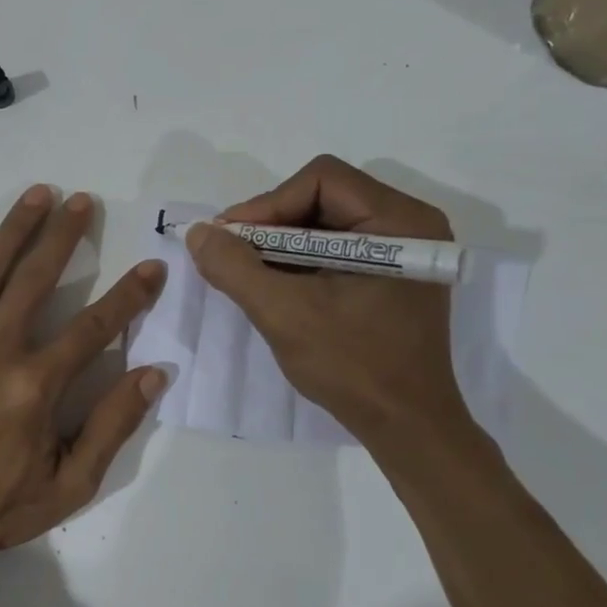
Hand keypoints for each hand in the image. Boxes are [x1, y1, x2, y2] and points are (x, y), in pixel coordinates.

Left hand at [0, 185, 167, 568]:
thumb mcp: (69, 484)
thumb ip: (112, 425)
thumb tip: (154, 373)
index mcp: (36, 385)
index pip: (94, 327)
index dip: (129, 296)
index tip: (152, 267)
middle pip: (36, 281)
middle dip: (64, 236)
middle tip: (81, 200)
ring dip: (13, 231)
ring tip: (35, 195)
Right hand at [187, 155, 469, 445]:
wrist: (407, 427)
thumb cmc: (353, 367)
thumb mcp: (284, 314)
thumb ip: (235, 268)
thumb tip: (198, 233)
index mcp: (399, 222)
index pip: (321, 180)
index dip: (267, 204)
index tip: (230, 240)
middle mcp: (409, 223)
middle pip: (323, 196)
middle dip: (271, 224)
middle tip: (233, 254)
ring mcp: (404, 249)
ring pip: (325, 221)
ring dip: (281, 243)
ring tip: (248, 271)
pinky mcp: (393, 273)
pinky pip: (336, 247)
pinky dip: (300, 260)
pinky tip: (275, 284)